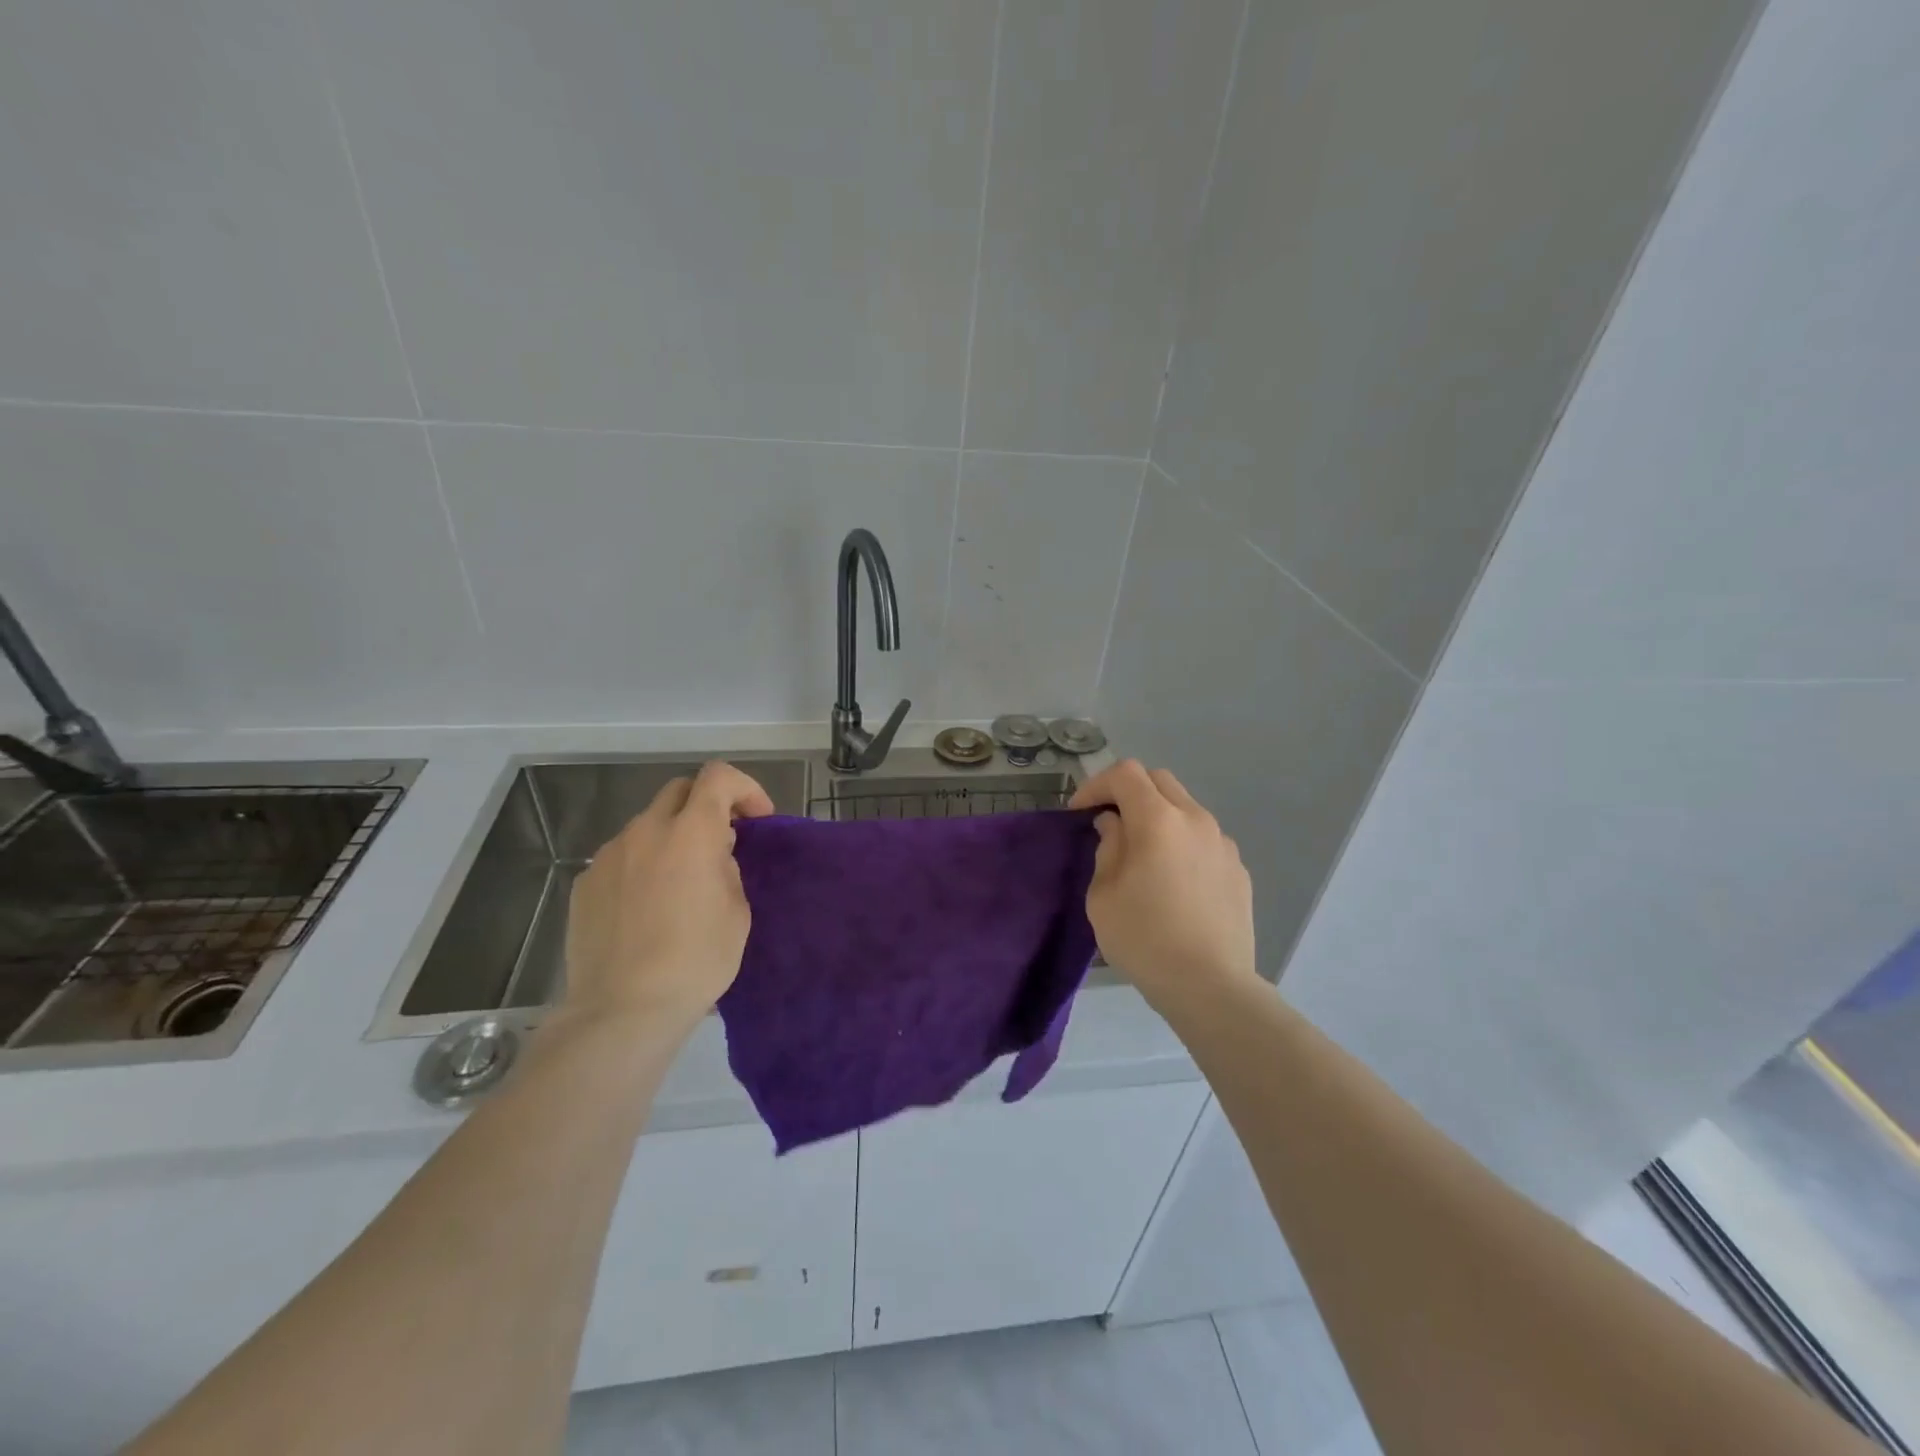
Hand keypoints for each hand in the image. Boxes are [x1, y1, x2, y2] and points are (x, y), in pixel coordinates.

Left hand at [562, 760, 774, 1036]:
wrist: (623, 1009)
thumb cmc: (696, 960)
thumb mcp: (737, 912)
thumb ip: (727, 868)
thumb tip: (712, 857)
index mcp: (691, 833)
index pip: (717, 776)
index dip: (744, 788)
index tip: (756, 820)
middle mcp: (645, 831)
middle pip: (679, 790)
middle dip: (706, 806)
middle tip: (722, 843)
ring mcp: (609, 856)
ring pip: (647, 825)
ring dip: (671, 837)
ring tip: (681, 882)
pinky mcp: (584, 884)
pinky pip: (622, 858)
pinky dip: (642, 866)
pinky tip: (647, 907)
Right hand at [1069, 760, 1258, 1011]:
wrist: (1210, 986)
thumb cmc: (1144, 939)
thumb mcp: (1103, 894)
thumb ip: (1108, 847)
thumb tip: (1116, 825)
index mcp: (1158, 820)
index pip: (1125, 774)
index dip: (1096, 785)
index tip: (1081, 813)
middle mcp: (1196, 820)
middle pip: (1159, 781)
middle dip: (1128, 792)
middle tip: (1109, 824)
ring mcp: (1223, 844)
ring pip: (1185, 808)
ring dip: (1158, 817)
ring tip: (1143, 854)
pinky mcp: (1238, 869)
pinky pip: (1204, 839)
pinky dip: (1181, 843)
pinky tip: (1173, 882)